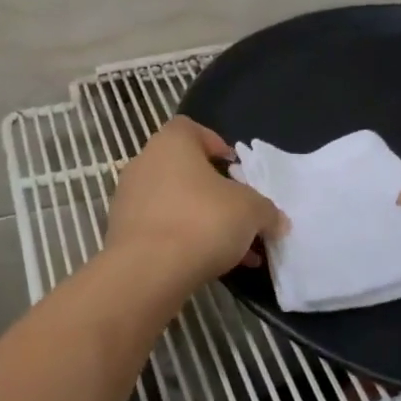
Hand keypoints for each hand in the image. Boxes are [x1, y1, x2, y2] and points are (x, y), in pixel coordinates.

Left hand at [106, 118, 288, 290]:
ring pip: (175, 203)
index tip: (235, 168)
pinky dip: (184, 241)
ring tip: (235, 250)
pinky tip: (212, 266)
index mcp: (171, 143)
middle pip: (185, 170)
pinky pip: (161, 229)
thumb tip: (277, 221)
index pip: (191, 128)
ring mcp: (129, 199)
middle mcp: (144, 163)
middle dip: (215, 192)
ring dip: (203, 221)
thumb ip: (267, 211)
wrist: (147, 272)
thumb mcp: (251, 211)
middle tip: (239, 213)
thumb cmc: (202, 221)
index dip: (215, 144)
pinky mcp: (122, 233)